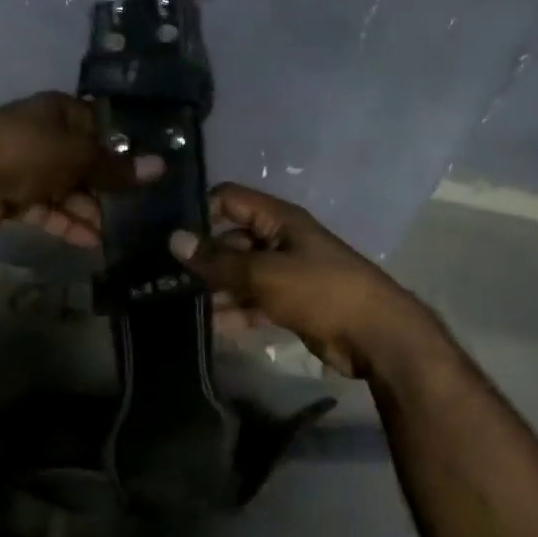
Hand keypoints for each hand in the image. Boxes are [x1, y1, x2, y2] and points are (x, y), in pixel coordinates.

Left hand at [0, 92, 161, 246]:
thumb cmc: (22, 153)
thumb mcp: (75, 156)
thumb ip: (115, 167)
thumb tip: (161, 166)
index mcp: (55, 110)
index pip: (96, 123)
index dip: (119, 145)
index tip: (144, 171)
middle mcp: (38, 134)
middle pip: (80, 159)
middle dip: (104, 185)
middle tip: (132, 209)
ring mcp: (21, 166)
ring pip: (63, 188)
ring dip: (86, 210)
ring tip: (111, 234)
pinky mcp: (8, 197)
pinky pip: (45, 209)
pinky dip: (64, 223)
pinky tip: (88, 243)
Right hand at [169, 185, 437, 378]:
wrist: (375, 336)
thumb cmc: (321, 291)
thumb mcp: (264, 273)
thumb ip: (218, 260)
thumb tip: (174, 240)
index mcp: (278, 220)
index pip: (228, 200)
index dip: (199, 211)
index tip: (166, 233)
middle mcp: (279, 241)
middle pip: (230, 240)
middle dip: (201, 257)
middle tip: (161, 276)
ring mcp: (284, 274)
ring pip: (239, 275)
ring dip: (214, 289)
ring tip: (175, 304)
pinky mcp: (288, 304)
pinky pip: (252, 303)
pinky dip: (233, 313)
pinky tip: (207, 326)